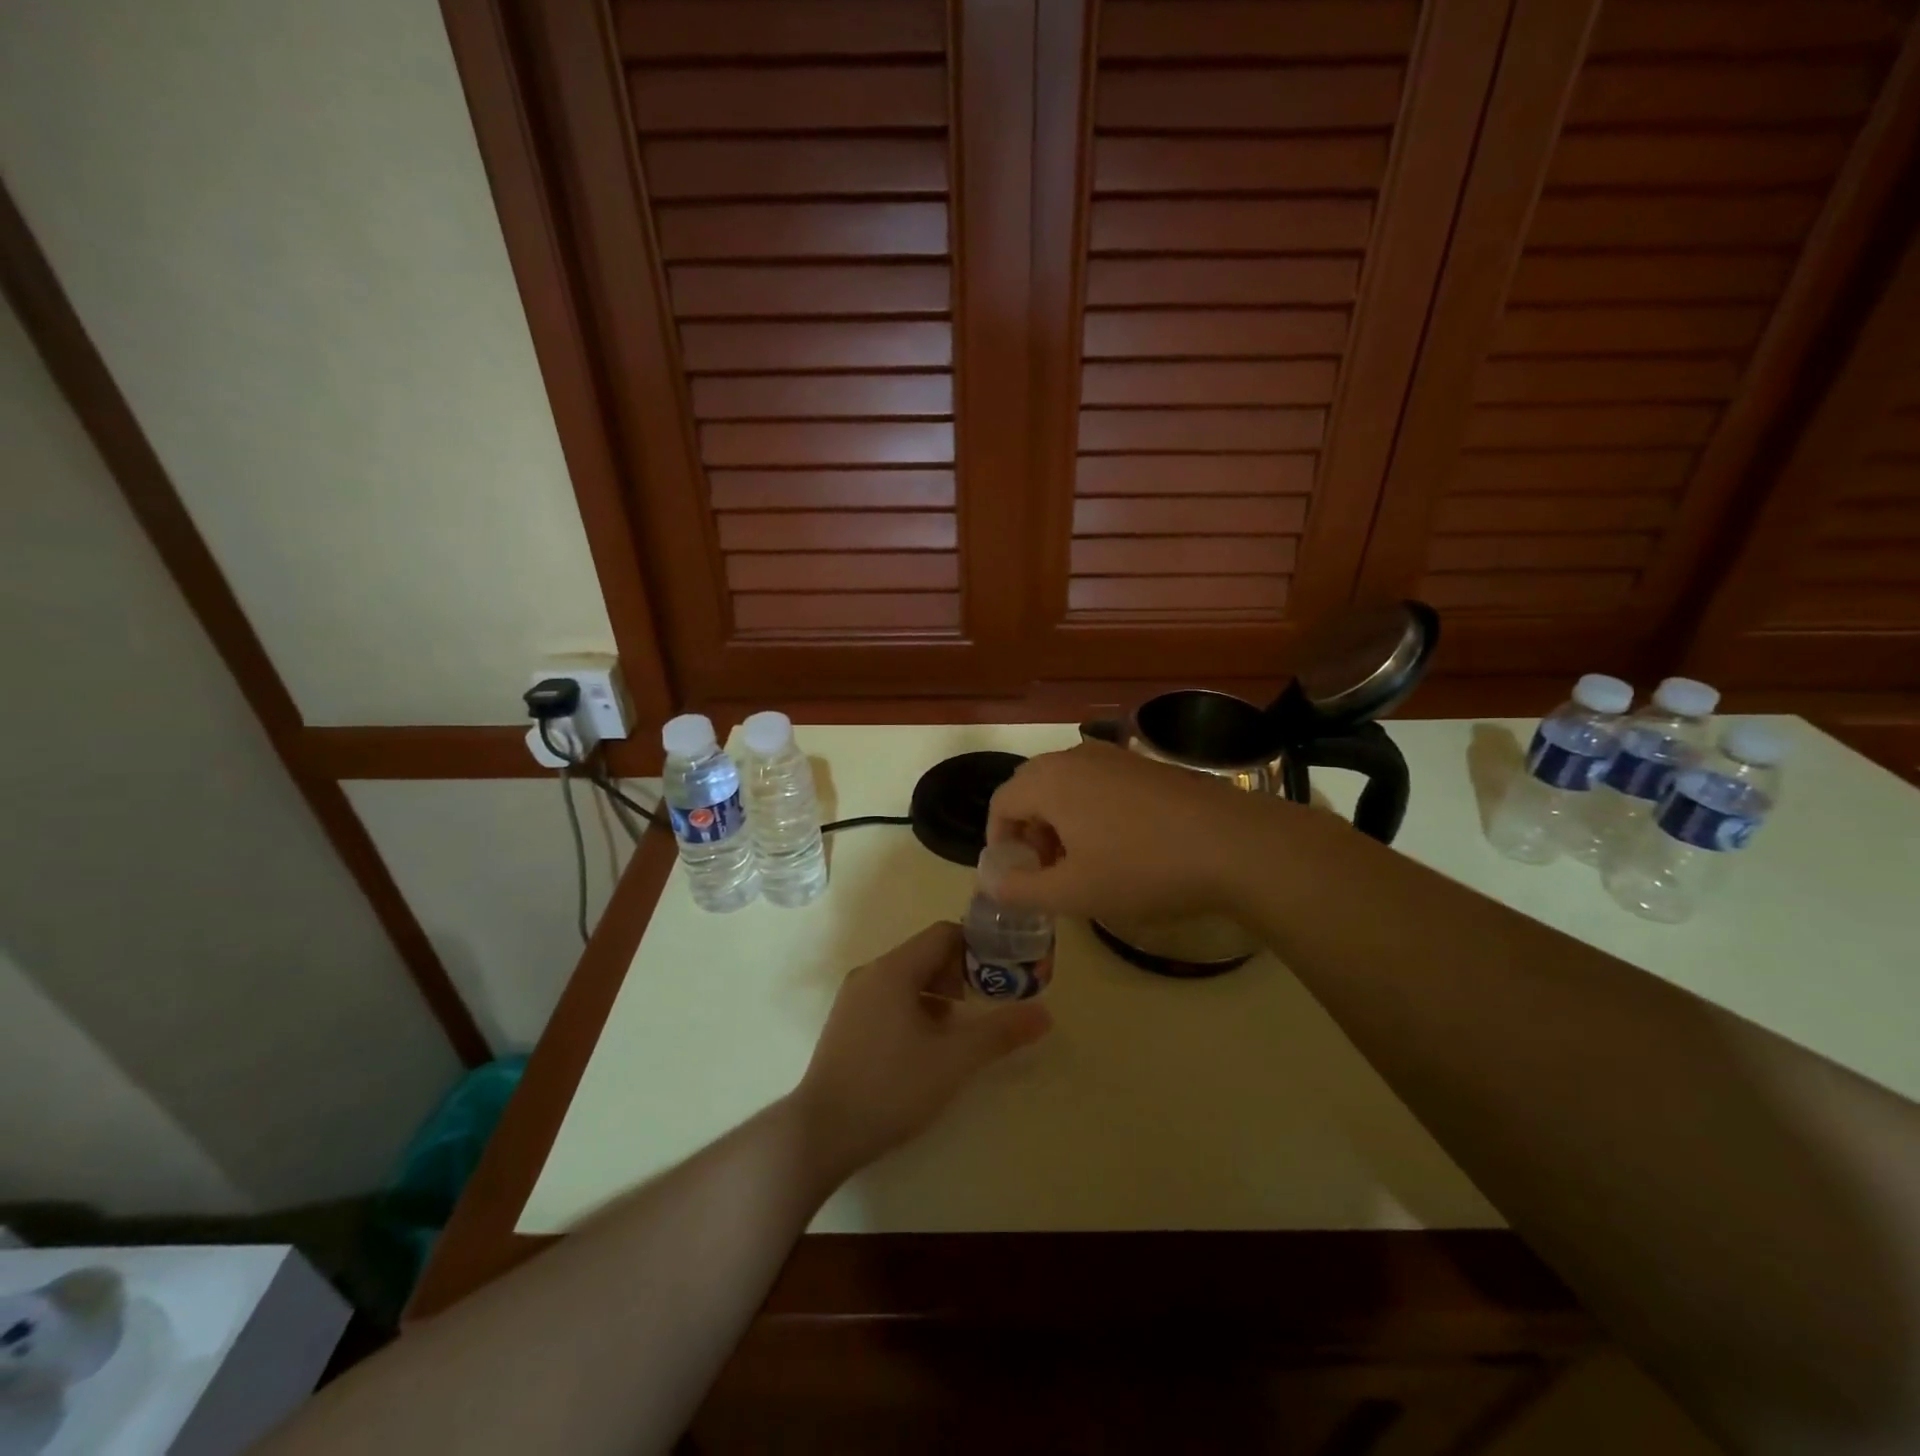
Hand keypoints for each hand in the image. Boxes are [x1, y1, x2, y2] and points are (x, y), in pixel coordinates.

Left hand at [790, 923, 1050, 1180]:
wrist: (821, 1133)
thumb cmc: (891, 1088)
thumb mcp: (954, 1061)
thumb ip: (1000, 1033)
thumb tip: (1045, 1014)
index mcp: (894, 970)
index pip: (943, 934)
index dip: (977, 947)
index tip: (1003, 971)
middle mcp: (871, 973)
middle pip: (925, 954)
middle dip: (961, 973)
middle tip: (987, 1003)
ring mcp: (854, 998)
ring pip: (907, 978)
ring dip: (939, 993)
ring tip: (961, 1028)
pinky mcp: (846, 1023)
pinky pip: (889, 998)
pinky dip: (916, 1008)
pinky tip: (927, 1045)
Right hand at [986, 741, 1285, 920]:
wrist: (1234, 845)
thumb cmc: (1143, 869)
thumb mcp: (1073, 892)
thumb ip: (1021, 889)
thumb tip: (990, 882)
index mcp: (1050, 781)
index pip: (1001, 803)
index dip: (999, 843)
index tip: (1016, 877)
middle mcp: (1077, 757)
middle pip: (1031, 789)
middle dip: (1029, 831)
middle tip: (1046, 870)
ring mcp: (1116, 757)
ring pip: (1066, 785)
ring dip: (1059, 822)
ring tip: (1082, 862)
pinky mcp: (1146, 766)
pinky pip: (1099, 783)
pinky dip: (1090, 811)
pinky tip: (1120, 846)